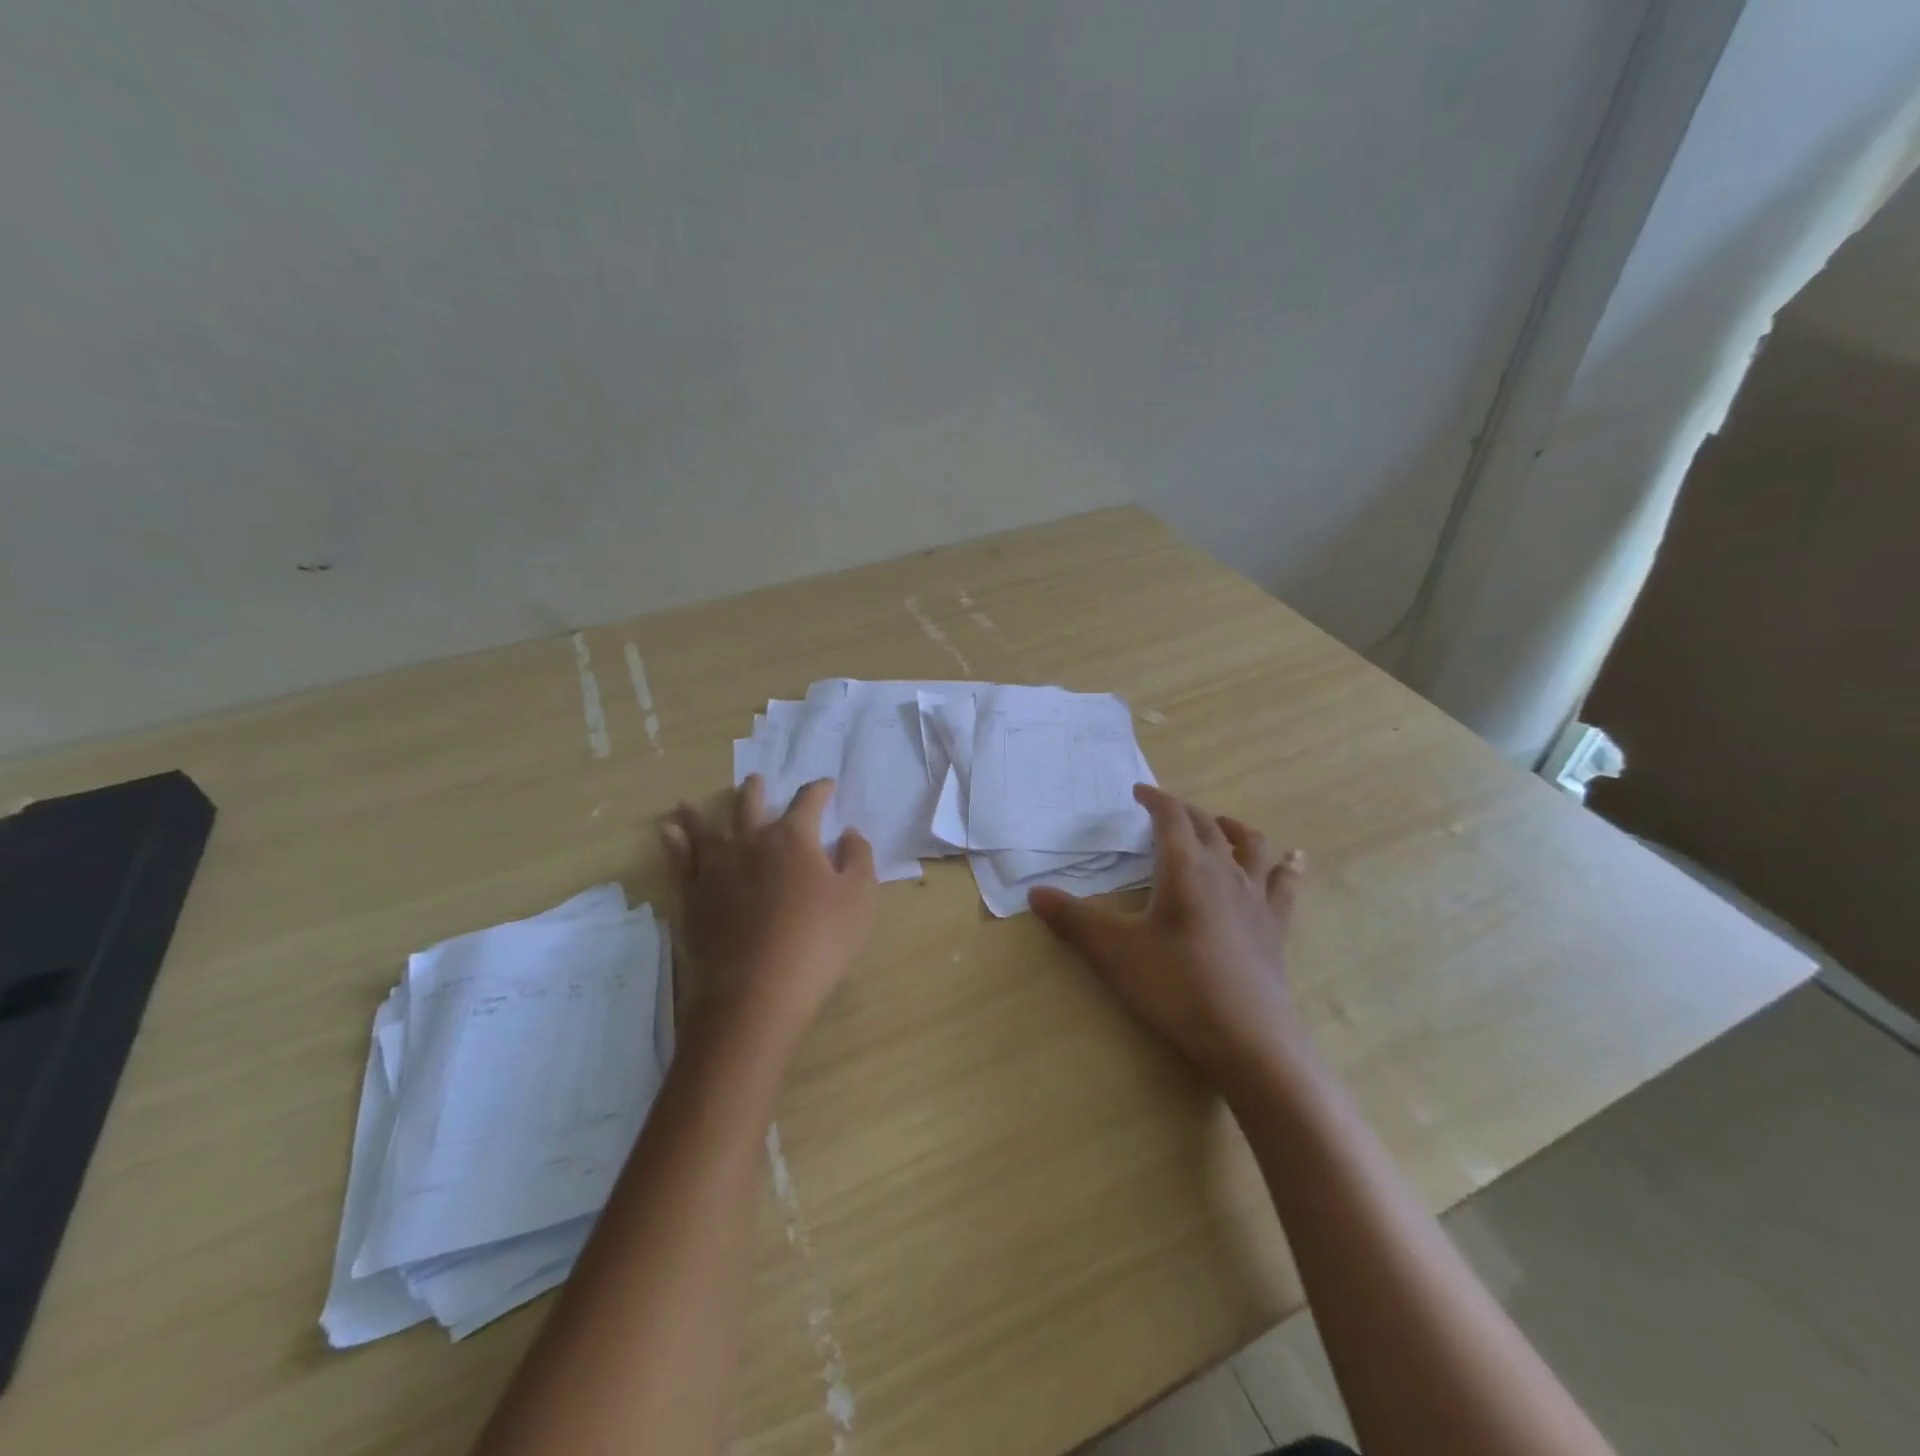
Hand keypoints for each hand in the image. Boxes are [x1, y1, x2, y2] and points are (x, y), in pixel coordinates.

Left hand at [662, 775, 877, 1049]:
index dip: (820, 790)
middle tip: (756, 779)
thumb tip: (848, 833)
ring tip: (688, 802)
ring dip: (701, 812)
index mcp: (794, 839)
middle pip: (752, 806)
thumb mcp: (859, 899)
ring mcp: (716, 868)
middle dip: (757, 791)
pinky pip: (679, 860)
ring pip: (706, 829)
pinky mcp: (692, 896)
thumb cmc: (818, 943)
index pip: (808, 802)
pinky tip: (667, 833)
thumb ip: (858, 858)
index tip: (826, 785)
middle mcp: (752, 843)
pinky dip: (673, 842)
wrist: (756, 993)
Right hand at [1029, 784, 1305, 1087]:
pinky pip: (1284, 884)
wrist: (1246, 1038)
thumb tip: (1034, 893)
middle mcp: (1224, 871)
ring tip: (1221, 824)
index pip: (1171, 817)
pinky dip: (1287, 865)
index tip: (1139, 792)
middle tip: (1164, 811)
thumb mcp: (1113, 951)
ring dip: (1232, 828)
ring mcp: (1255, 898)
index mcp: (1185, 868)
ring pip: (1250, 845)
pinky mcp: (1275, 925)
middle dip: (1184, 812)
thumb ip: (1073, 919)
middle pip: (1206, 826)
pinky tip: (1295, 858)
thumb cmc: (1175, 986)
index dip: (1154, 799)